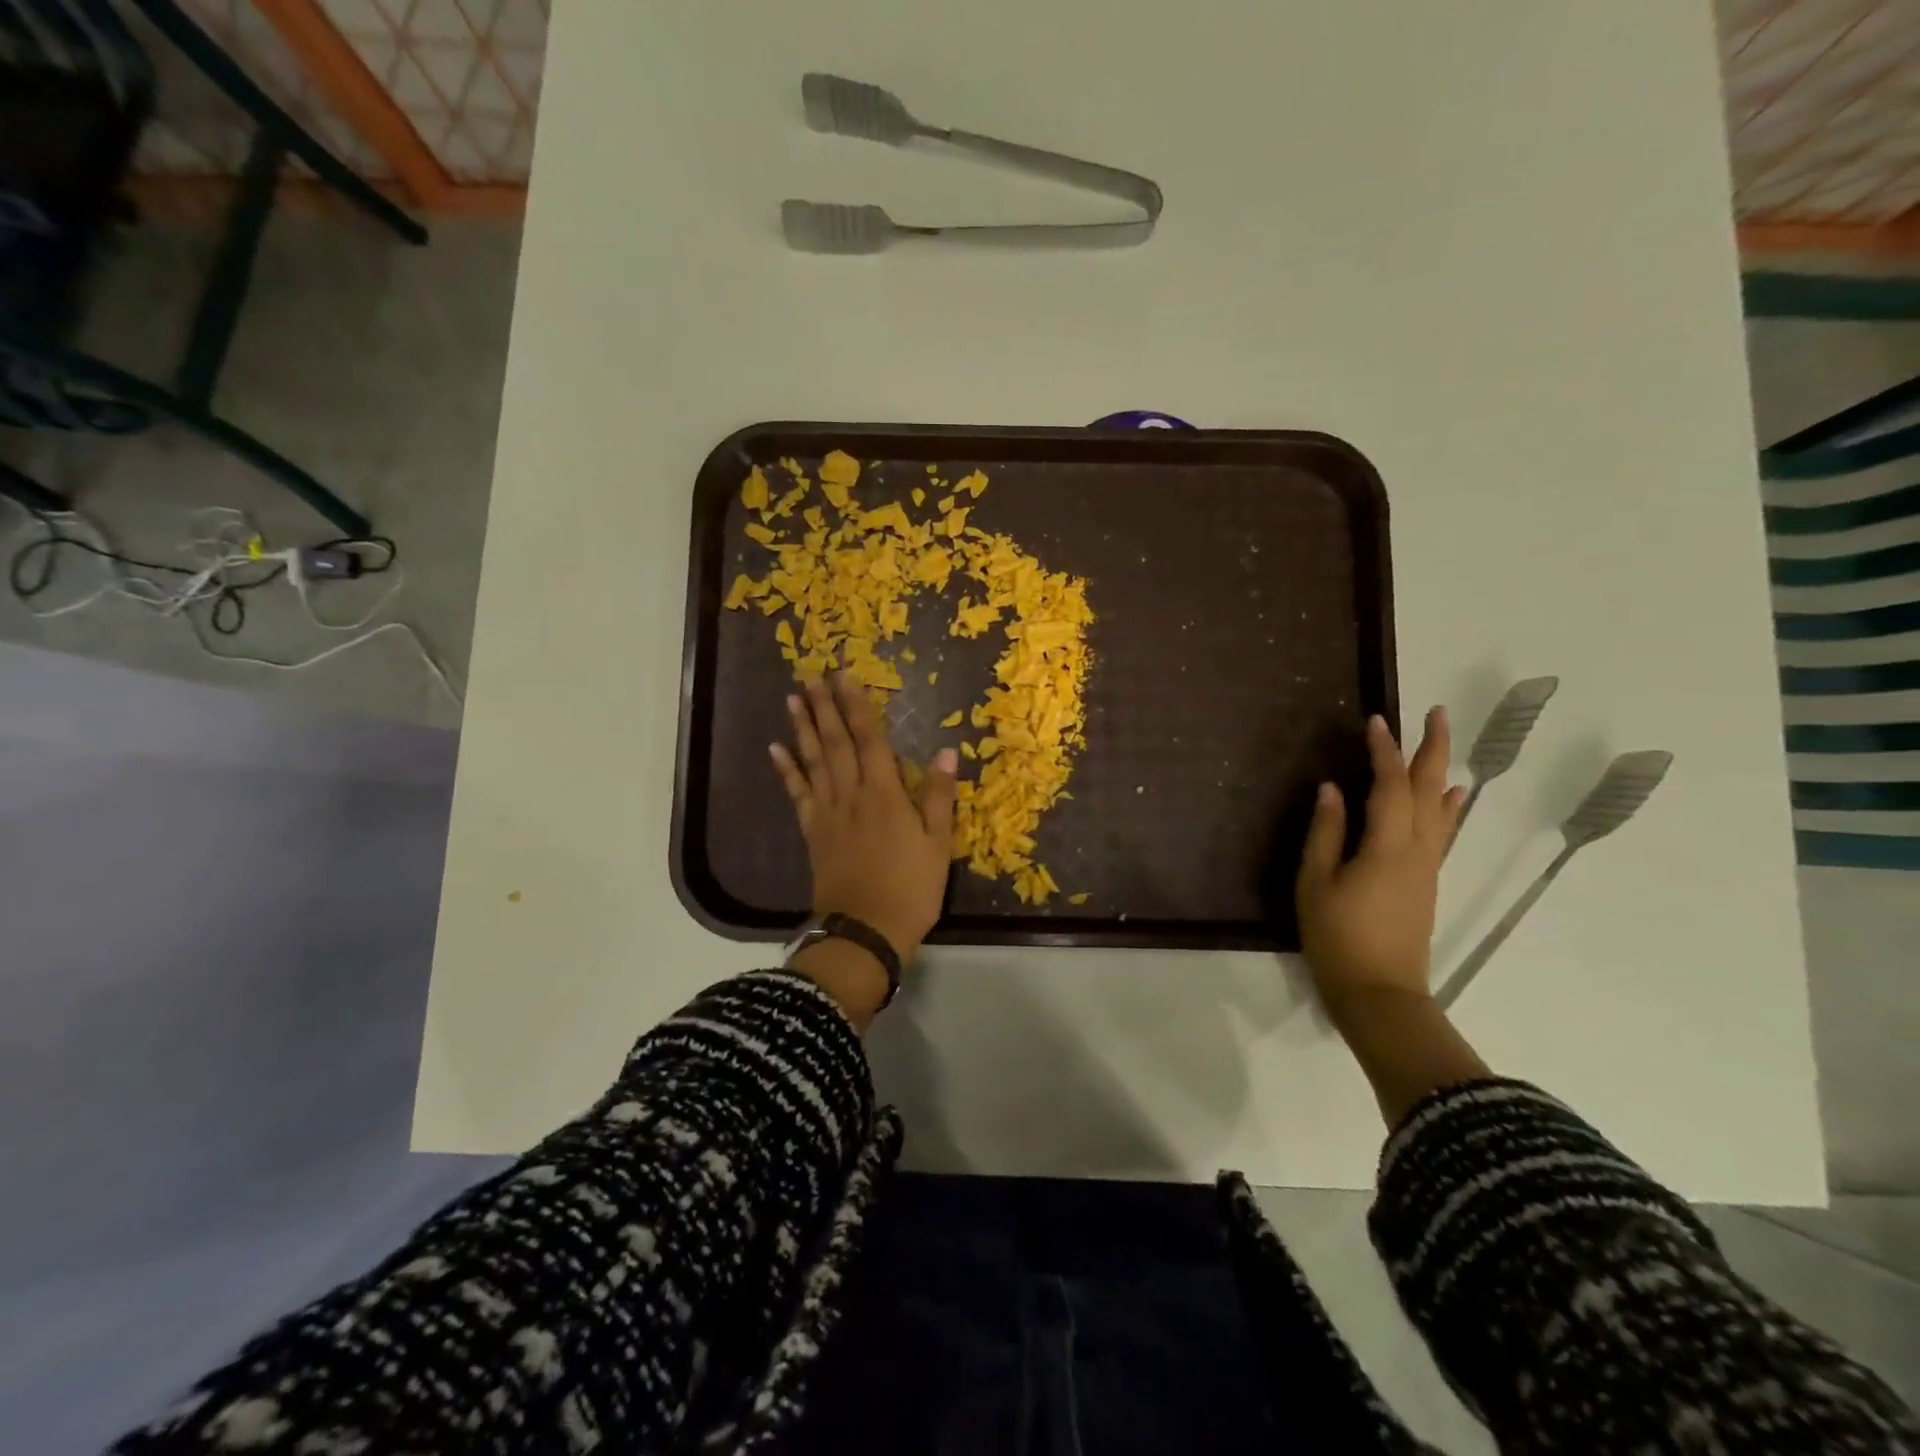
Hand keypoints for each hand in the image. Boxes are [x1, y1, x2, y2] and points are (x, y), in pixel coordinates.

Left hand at [770, 674, 958, 963]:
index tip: (845, 676)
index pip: (869, 739)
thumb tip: (947, 752)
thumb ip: (939, 797)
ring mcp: (827, 814)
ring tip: (792, 698)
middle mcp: (851, 795)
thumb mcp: (938, 845)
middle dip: (824, 706)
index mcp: (884, 794)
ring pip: (812, 761)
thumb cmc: (910, 889)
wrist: (865, 931)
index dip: (857, 706)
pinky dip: (786, 771)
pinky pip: (797, 795)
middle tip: (810, 674)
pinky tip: (776, 750)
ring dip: (802, 728)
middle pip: (835, 742)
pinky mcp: (812, 833)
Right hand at [1296, 709, 1463, 1017]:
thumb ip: (1326, 833)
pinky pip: (1442, 833)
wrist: (1379, 993)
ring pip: (1441, 811)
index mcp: (1387, 847)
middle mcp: (1417, 851)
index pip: (1389, 786)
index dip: (1383, 752)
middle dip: (1431, 750)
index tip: (1376, 721)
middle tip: (1434, 714)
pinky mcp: (1425, 884)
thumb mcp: (1316, 883)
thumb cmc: (1337, 937)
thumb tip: (1332, 789)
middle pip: (1428, 792)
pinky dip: (1447, 808)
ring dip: (1440, 773)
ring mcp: (1426, 868)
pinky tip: (1450, 799)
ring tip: (1440, 746)